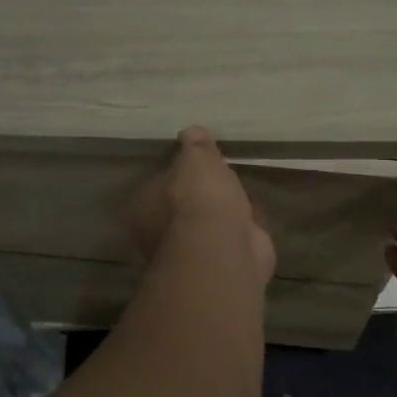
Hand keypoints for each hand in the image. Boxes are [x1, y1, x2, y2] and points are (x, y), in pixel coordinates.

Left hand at [124, 127, 276, 285]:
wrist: (224, 246)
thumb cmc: (199, 197)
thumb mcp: (196, 158)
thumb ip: (195, 145)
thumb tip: (192, 132)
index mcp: (142, 207)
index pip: (157, 183)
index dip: (178, 171)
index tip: (197, 160)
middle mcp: (161, 234)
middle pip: (183, 205)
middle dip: (203, 193)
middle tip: (221, 174)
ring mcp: (192, 252)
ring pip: (209, 224)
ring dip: (225, 210)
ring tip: (240, 190)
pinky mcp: (221, 264)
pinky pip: (231, 237)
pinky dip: (243, 227)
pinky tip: (255, 213)